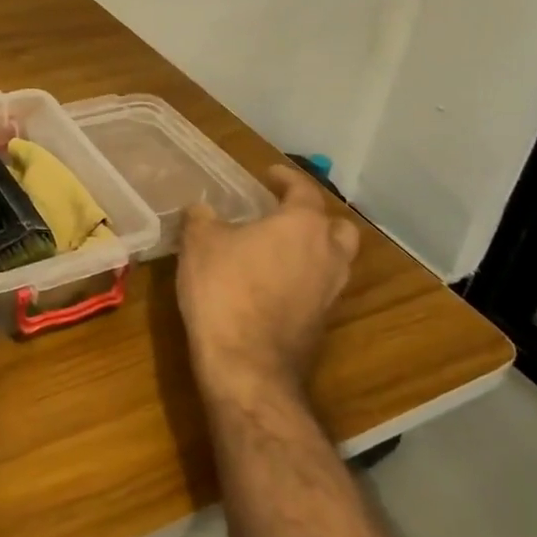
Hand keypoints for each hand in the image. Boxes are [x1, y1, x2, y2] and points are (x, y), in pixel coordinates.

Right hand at [177, 164, 359, 408]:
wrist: (246, 363)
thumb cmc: (224, 288)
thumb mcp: (199, 243)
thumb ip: (202, 218)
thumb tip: (202, 210)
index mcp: (303, 225)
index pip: (303, 190)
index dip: (285, 178)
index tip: (269, 174)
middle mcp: (328, 254)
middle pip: (337, 227)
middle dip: (315, 217)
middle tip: (286, 215)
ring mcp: (331, 292)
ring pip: (334, 260)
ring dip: (313, 250)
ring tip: (279, 250)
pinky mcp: (323, 323)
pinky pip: (320, 288)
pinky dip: (304, 279)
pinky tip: (273, 283)